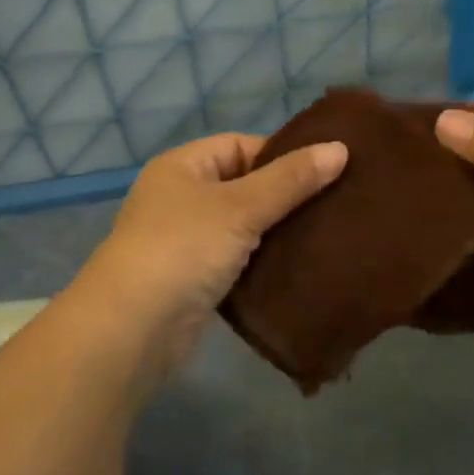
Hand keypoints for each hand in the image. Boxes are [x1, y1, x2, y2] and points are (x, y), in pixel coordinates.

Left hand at [77, 132, 348, 378]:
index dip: (282, 155)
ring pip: (244, 227)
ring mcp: (186, 242)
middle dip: (286, 196)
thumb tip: (340, 149)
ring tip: (328, 234)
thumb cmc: (183, 249)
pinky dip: (264, 263)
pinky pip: (239, 261)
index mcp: (183, 167)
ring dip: (278, 232)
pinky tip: (300, 268)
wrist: (133, 328)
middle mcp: (181, 199)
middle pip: (245, 186)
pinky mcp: (195, 281)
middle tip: (337, 204)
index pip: (240, 145)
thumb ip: (290, 179)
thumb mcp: (240, 207)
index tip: (326, 171)